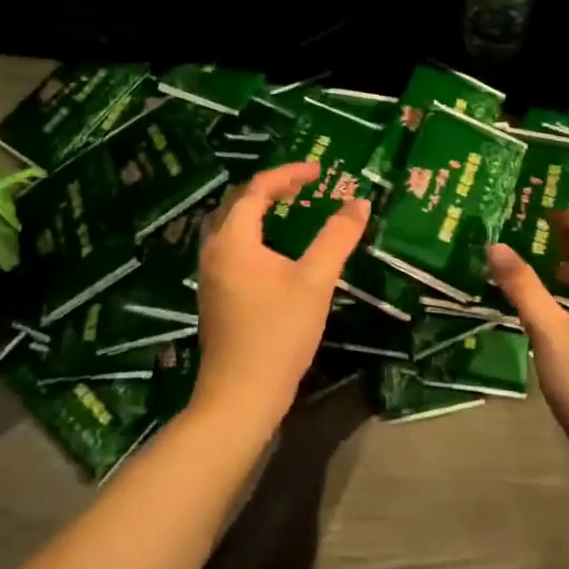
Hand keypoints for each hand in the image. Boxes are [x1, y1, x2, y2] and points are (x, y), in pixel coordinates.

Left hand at [191, 162, 369, 437]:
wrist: (239, 398)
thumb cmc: (278, 334)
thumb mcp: (315, 281)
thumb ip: (337, 238)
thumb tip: (359, 202)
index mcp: (233, 240)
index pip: (257, 189)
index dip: (289, 174)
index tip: (320, 171)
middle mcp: (214, 250)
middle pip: (236, 201)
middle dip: (271, 186)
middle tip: (304, 184)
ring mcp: (209, 274)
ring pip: (229, 224)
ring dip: (257, 207)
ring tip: (289, 206)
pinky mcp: (214, 294)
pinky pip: (229, 244)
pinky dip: (251, 230)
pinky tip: (273, 246)